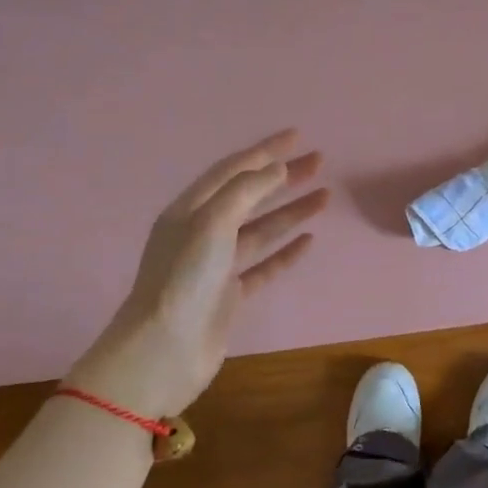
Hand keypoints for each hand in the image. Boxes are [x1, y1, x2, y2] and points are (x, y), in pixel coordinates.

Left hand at [65, 130, 328, 419]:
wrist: (163, 351)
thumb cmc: (184, 278)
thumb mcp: (211, 222)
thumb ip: (245, 190)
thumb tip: (276, 168)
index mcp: (190, 210)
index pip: (233, 170)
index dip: (265, 151)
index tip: (297, 136)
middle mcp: (202, 232)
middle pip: (250, 195)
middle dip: (283, 177)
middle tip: (318, 161)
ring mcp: (217, 265)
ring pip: (261, 229)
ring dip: (291, 211)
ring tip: (325, 195)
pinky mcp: (230, 294)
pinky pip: (264, 265)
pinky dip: (286, 251)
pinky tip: (309, 239)